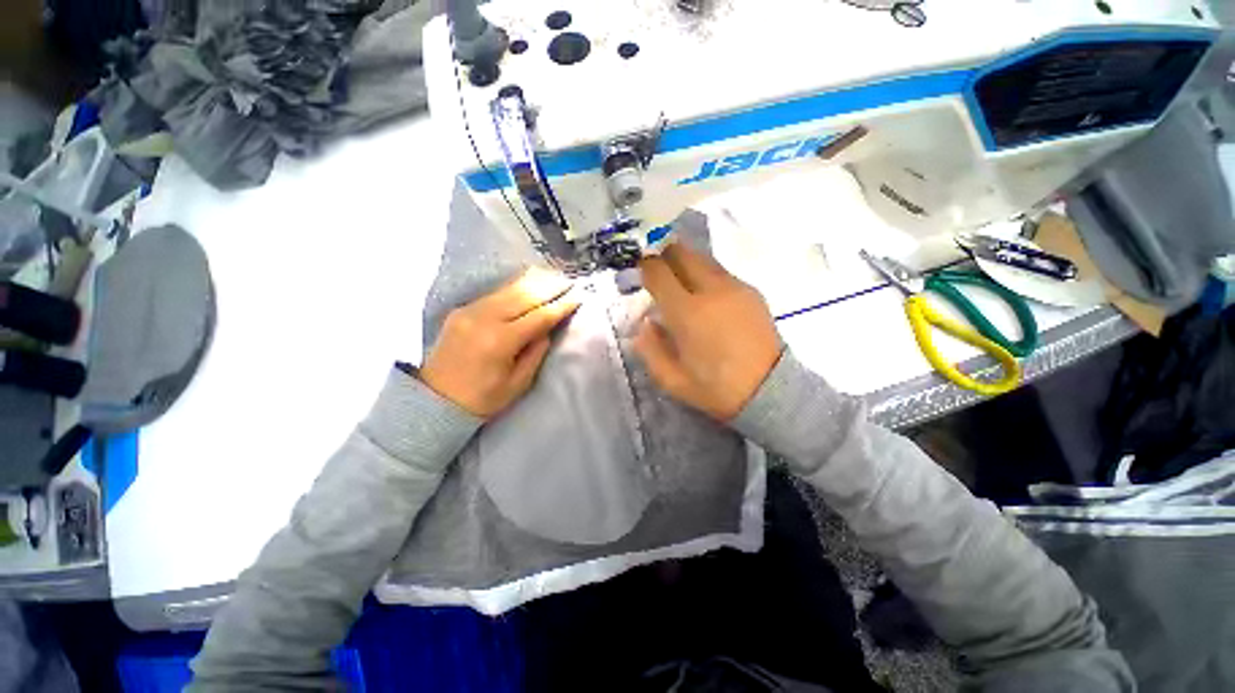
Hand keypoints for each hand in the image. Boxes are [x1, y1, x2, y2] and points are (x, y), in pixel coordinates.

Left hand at [420, 268, 580, 417]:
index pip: (539, 316)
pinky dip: (515, 286)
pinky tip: (528, 282)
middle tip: (569, 280)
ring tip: (553, 276)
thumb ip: (536, 352)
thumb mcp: (518, 383)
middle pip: (524, 295)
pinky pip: (495, 293)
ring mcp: (470, 311)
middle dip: (550, 286)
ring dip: (534, 281)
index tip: (578, 296)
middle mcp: (484, 319)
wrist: (435, 401)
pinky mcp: (461, 310)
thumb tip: (547, 329)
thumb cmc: (482, 398)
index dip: (561, 305)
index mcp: (500, 341)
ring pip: (509, 289)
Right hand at [635, 243, 781, 420]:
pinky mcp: (751, 291)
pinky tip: (706, 296)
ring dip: (686, 263)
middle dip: (664, 255)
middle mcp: (710, 290)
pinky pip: (721, 271)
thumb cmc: (715, 388)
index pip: (658, 272)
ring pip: (702, 258)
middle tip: (657, 270)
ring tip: (680, 282)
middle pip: (682, 253)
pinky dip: (706, 275)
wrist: (769, 390)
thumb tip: (646, 322)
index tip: (639, 271)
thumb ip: (650, 348)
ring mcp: (734, 287)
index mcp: (687, 312)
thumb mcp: (671, 379)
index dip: (644, 266)